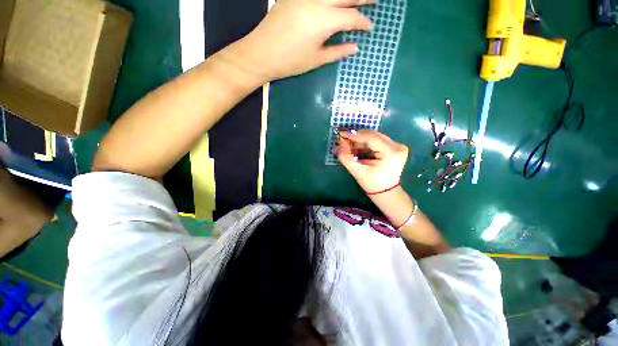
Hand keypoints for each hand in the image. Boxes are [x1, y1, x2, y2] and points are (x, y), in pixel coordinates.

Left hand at [237, 0, 373, 81]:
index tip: (370, 28)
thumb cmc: (291, 61)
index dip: (363, 23)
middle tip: (374, 1)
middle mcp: (318, 1)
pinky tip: (333, 1)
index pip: (352, 17)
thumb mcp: (317, 59)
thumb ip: (338, 51)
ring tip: (355, 0)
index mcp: (325, 20)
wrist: (262, 52)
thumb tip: (355, 47)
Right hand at [337, 130, 408, 192]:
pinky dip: (366, 143)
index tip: (341, 134)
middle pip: (373, 135)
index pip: (371, 138)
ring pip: (375, 137)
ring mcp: (398, 146)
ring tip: (350, 146)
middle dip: (357, 137)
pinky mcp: (396, 147)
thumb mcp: (357, 171)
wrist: (386, 192)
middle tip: (344, 141)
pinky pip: (378, 140)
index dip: (355, 135)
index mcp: (391, 153)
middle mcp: (397, 146)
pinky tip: (358, 148)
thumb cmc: (372, 184)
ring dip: (361, 140)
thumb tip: (340, 142)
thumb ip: (346, 156)